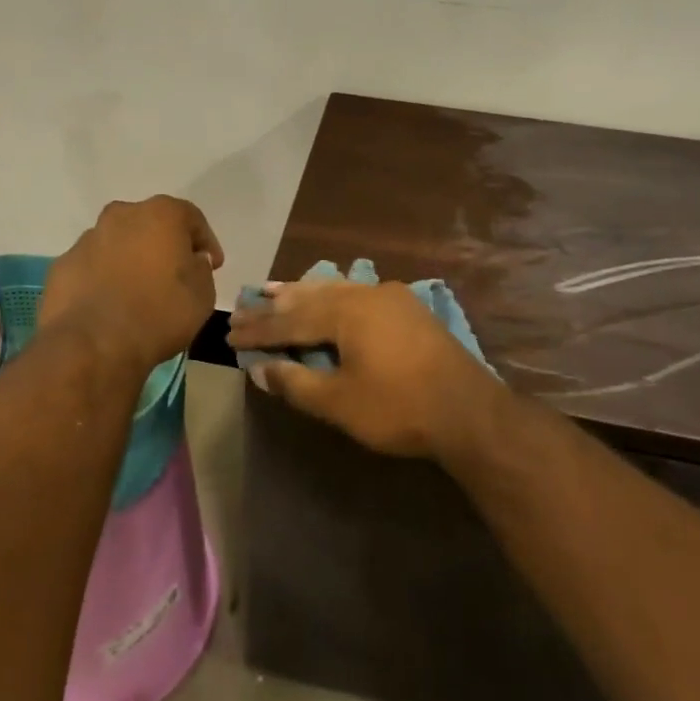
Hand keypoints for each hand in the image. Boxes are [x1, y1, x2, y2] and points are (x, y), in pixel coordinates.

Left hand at [40, 196, 222, 372]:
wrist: (94, 345)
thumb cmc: (160, 312)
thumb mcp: (203, 293)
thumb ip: (200, 268)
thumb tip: (191, 260)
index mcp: (161, 214)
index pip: (191, 218)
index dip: (205, 241)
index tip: (212, 265)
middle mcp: (122, 215)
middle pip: (150, 224)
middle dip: (164, 245)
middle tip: (175, 274)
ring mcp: (87, 240)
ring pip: (118, 243)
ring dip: (131, 260)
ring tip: (139, 293)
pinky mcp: (62, 266)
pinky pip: (93, 267)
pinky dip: (104, 279)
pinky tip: (111, 306)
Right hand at [229, 278, 502, 458]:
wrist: (469, 411)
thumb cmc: (399, 408)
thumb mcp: (340, 403)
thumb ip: (296, 383)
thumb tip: (260, 368)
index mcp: (345, 312)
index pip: (290, 320)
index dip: (259, 328)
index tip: (230, 331)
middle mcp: (364, 294)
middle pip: (310, 297)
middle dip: (277, 304)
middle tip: (247, 301)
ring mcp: (390, 297)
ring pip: (335, 289)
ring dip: (304, 293)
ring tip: (277, 289)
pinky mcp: (407, 309)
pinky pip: (357, 294)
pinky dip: (333, 297)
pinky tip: (328, 296)